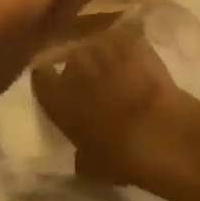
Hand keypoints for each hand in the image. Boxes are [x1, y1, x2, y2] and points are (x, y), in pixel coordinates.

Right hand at [30, 21, 188, 184]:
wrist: (158, 131)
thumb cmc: (118, 154)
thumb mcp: (90, 164)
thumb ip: (79, 151)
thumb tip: (82, 151)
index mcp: (54, 93)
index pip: (41, 76)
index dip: (50, 79)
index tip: (59, 86)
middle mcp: (70, 62)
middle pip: (69, 55)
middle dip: (79, 65)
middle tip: (94, 80)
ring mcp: (100, 43)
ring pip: (96, 41)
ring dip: (103, 53)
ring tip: (116, 66)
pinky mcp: (128, 35)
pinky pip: (123, 36)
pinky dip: (128, 45)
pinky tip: (137, 57)